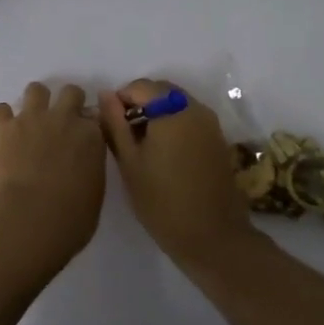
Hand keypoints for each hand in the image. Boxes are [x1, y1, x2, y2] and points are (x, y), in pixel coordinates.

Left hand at [0, 82, 106, 273]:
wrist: (28, 220)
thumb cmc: (69, 220)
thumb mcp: (94, 194)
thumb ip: (90, 169)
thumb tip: (81, 164)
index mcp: (91, 137)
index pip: (96, 116)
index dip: (88, 126)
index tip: (82, 137)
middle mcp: (64, 119)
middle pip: (70, 92)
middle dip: (66, 103)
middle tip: (59, 124)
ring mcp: (32, 118)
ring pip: (36, 89)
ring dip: (34, 102)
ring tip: (29, 124)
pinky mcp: (3, 126)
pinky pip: (0, 109)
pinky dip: (1, 119)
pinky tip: (2, 135)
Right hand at [101, 79, 255, 267]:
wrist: (213, 238)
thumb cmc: (162, 202)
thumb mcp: (129, 163)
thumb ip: (115, 123)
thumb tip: (106, 94)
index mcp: (171, 109)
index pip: (139, 86)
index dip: (120, 101)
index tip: (112, 127)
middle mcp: (194, 107)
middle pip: (160, 91)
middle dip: (140, 105)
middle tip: (125, 137)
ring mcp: (210, 123)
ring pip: (175, 103)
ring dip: (157, 114)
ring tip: (143, 147)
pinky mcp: (218, 139)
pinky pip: (190, 118)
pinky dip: (174, 124)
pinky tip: (164, 154)